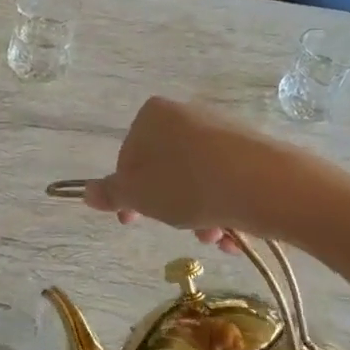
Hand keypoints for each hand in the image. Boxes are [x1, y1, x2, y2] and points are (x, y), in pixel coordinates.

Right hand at [80, 98, 277, 251]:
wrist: (264, 184)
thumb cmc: (187, 185)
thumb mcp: (138, 195)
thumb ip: (111, 193)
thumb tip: (85, 192)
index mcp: (153, 115)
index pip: (128, 157)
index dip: (128, 193)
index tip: (132, 220)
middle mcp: (187, 114)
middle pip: (164, 170)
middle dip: (168, 207)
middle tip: (175, 228)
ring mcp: (222, 131)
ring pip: (196, 181)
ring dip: (197, 215)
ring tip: (210, 234)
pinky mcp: (251, 151)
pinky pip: (225, 183)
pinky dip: (223, 208)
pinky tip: (232, 232)